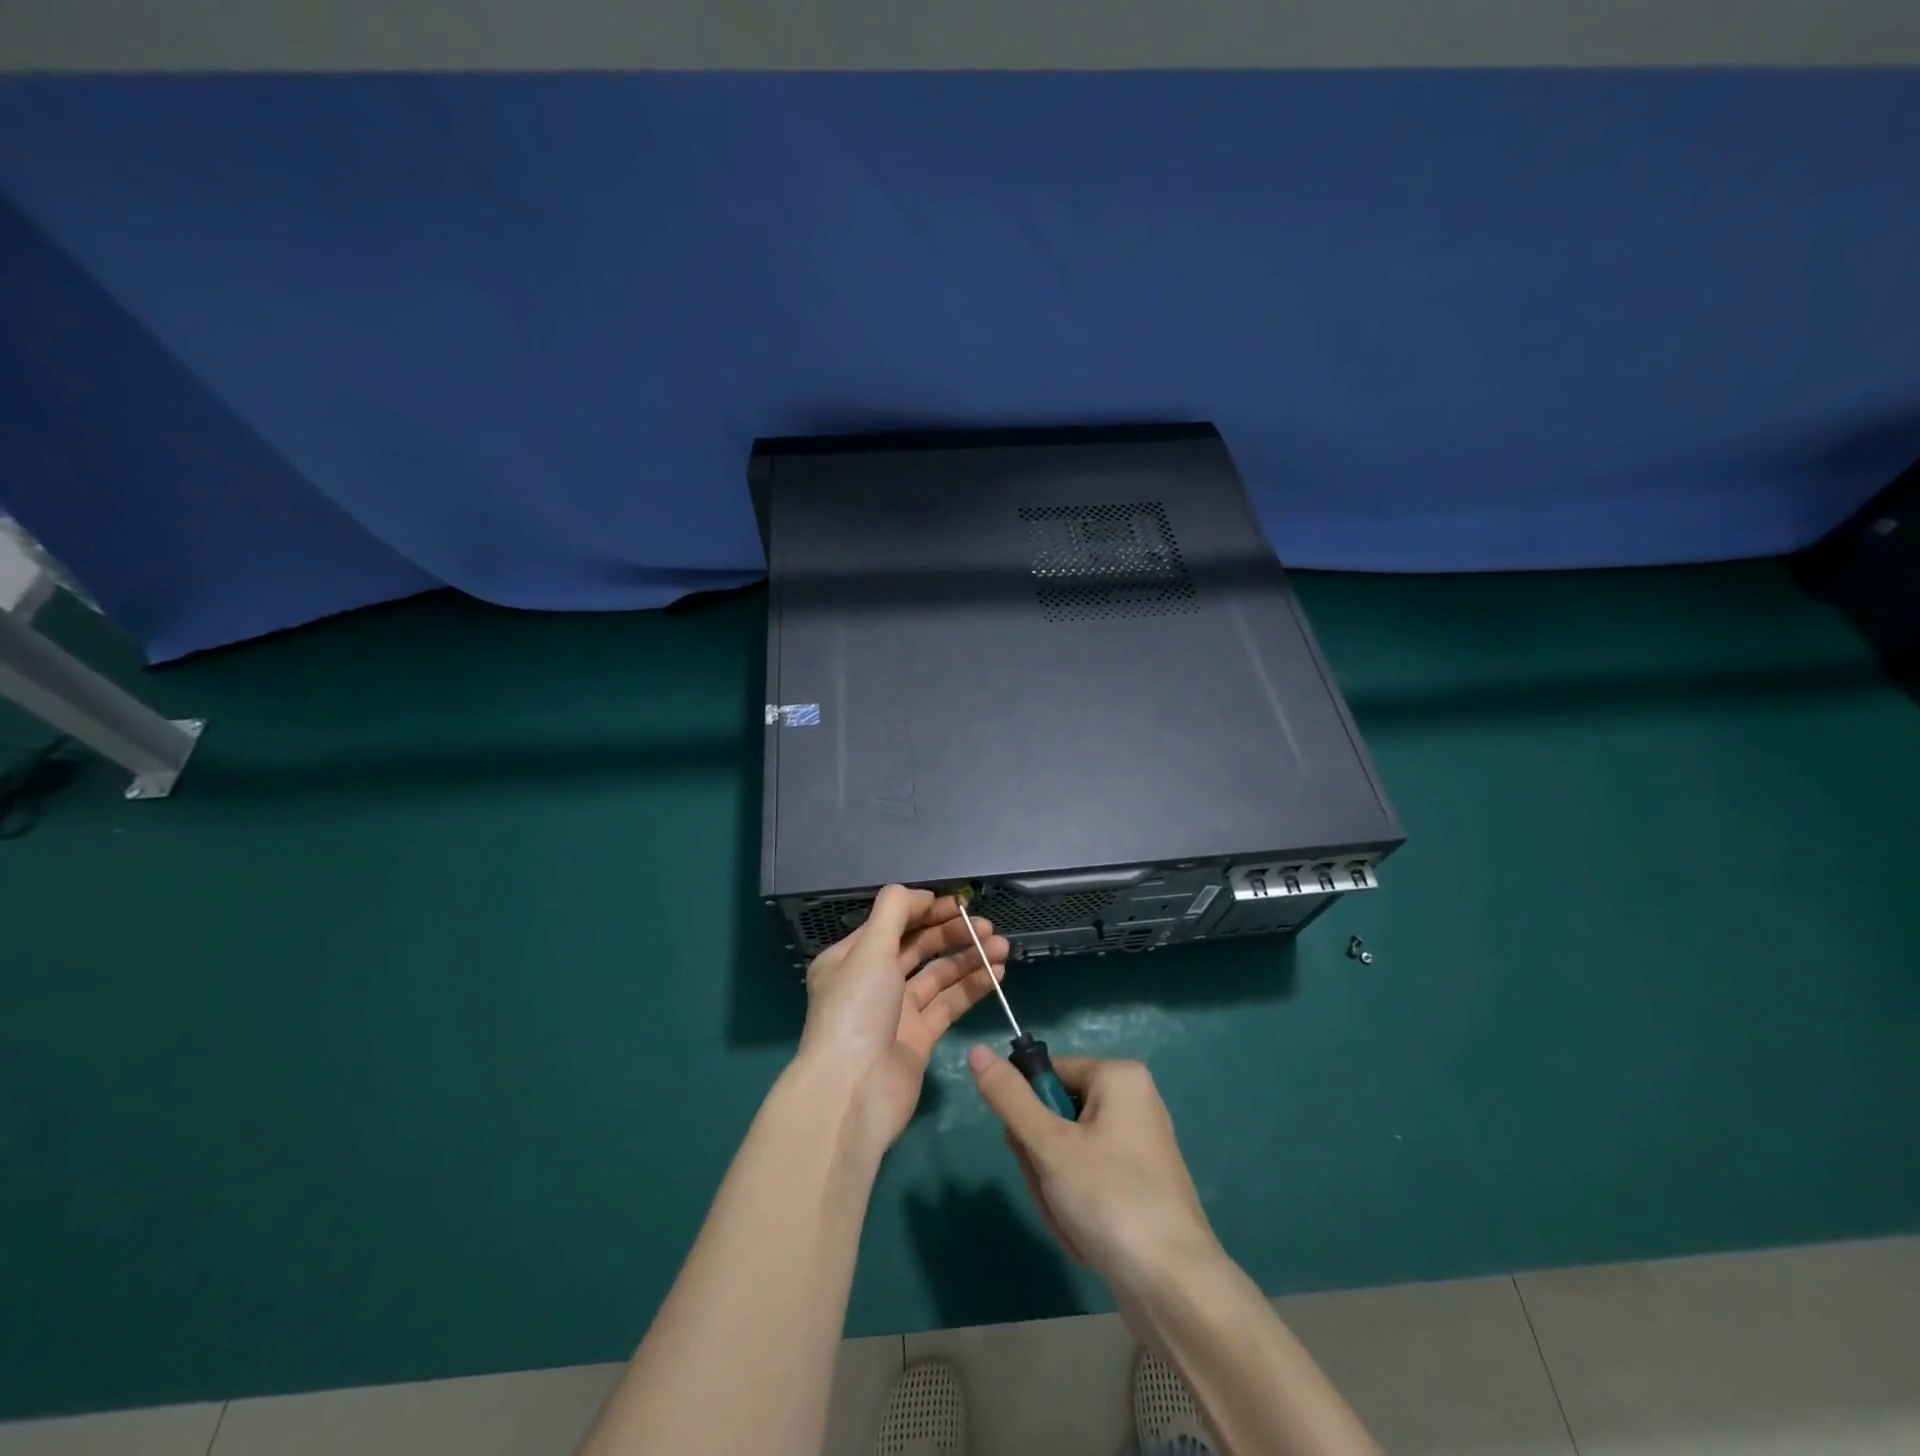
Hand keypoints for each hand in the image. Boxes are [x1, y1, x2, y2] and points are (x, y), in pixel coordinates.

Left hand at [799, 886, 1008, 1149]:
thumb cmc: (857, 1011)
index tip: (959, 903)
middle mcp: (873, 981)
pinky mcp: (919, 1038)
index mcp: (851, 958)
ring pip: (938, 975)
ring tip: (1002, 946)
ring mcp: (897, 1011)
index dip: (926, 910)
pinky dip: (972, 987)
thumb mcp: (870, 949)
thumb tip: (920, 893)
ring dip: (969, 958)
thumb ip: (895, 912)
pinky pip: (949, 1004)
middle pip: (918, 947)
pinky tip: (997, 973)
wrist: (853, 1092)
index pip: (892, 923)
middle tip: (986, 925)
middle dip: (952, 933)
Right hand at [968, 1050, 1219, 1292]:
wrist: (1175, 1288)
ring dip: (1054, 1188)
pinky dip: (1076, 1204)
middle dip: (1041, 1160)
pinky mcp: (1140, 1183)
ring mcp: (1138, 1144)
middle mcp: (1132, 1100)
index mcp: (1118, 1076)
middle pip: (1055, 1113)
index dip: (1027, 1112)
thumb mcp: (1049, 1145)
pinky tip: (1084, 1236)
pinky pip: (1089, 1177)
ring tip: (1069, 1222)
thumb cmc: (1110, 1198)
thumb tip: (975, 1051)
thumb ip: (1009, 1098)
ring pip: (1067, 1151)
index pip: (1046, 1073)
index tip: (1030, 1152)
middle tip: (1052, 1192)